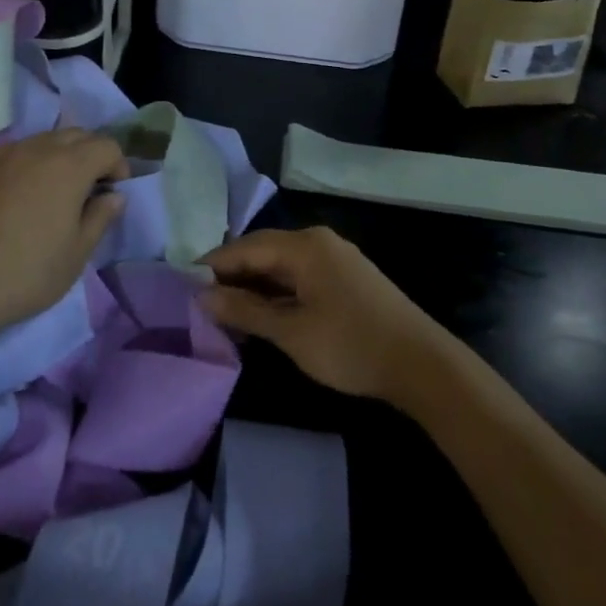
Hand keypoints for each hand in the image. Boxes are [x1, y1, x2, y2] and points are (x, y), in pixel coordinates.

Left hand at [0, 130, 127, 333]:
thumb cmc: (27, 272)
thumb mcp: (77, 254)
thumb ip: (101, 217)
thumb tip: (114, 196)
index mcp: (69, 166)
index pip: (107, 146)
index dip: (118, 167)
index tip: (112, 195)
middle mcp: (38, 148)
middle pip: (77, 134)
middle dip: (91, 155)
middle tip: (88, 191)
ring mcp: (3, 153)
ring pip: (44, 139)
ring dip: (59, 156)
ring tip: (54, 192)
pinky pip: (15, 151)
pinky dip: (28, 163)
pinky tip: (19, 195)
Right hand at [200, 227, 453, 404]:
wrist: (422, 364)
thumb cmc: (350, 345)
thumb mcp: (291, 331)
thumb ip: (245, 311)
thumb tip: (202, 295)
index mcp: (304, 246)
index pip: (245, 247)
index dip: (213, 266)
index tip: (184, 286)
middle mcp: (318, 242)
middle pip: (264, 252)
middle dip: (233, 276)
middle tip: (202, 302)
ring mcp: (336, 258)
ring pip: (282, 265)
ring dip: (255, 286)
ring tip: (227, 312)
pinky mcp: (347, 277)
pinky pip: (301, 275)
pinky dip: (278, 291)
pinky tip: (264, 314)